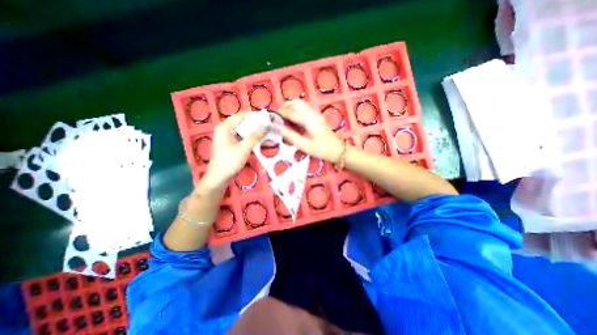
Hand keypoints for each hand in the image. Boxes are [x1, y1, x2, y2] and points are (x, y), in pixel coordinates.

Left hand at [202, 112, 264, 189]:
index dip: (254, 115)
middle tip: (267, 126)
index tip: (266, 118)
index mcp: (225, 127)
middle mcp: (225, 129)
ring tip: (265, 132)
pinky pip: (241, 137)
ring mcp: (227, 137)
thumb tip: (266, 127)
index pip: (241, 115)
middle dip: (255, 124)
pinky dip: (250, 138)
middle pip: (242, 122)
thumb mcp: (244, 148)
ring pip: (242, 130)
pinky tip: (259, 140)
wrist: (219, 177)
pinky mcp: (230, 144)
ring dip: (253, 131)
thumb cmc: (229, 161)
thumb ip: (255, 137)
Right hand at [276, 100, 342, 161]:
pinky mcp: (317, 115)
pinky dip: (296, 107)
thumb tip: (277, 126)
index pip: (292, 112)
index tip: (272, 118)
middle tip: (277, 117)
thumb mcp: (304, 146)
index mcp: (310, 121)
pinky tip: (293, 116)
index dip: (280, 114)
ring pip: (300, 103)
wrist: (336, 149)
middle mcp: (313, 114)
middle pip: (296, 104)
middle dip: (284, 108)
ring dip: (290, 106)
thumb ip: (290, 135)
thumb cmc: (320, 150)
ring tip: (283, 115)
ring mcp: (316, 113)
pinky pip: (304, 106)